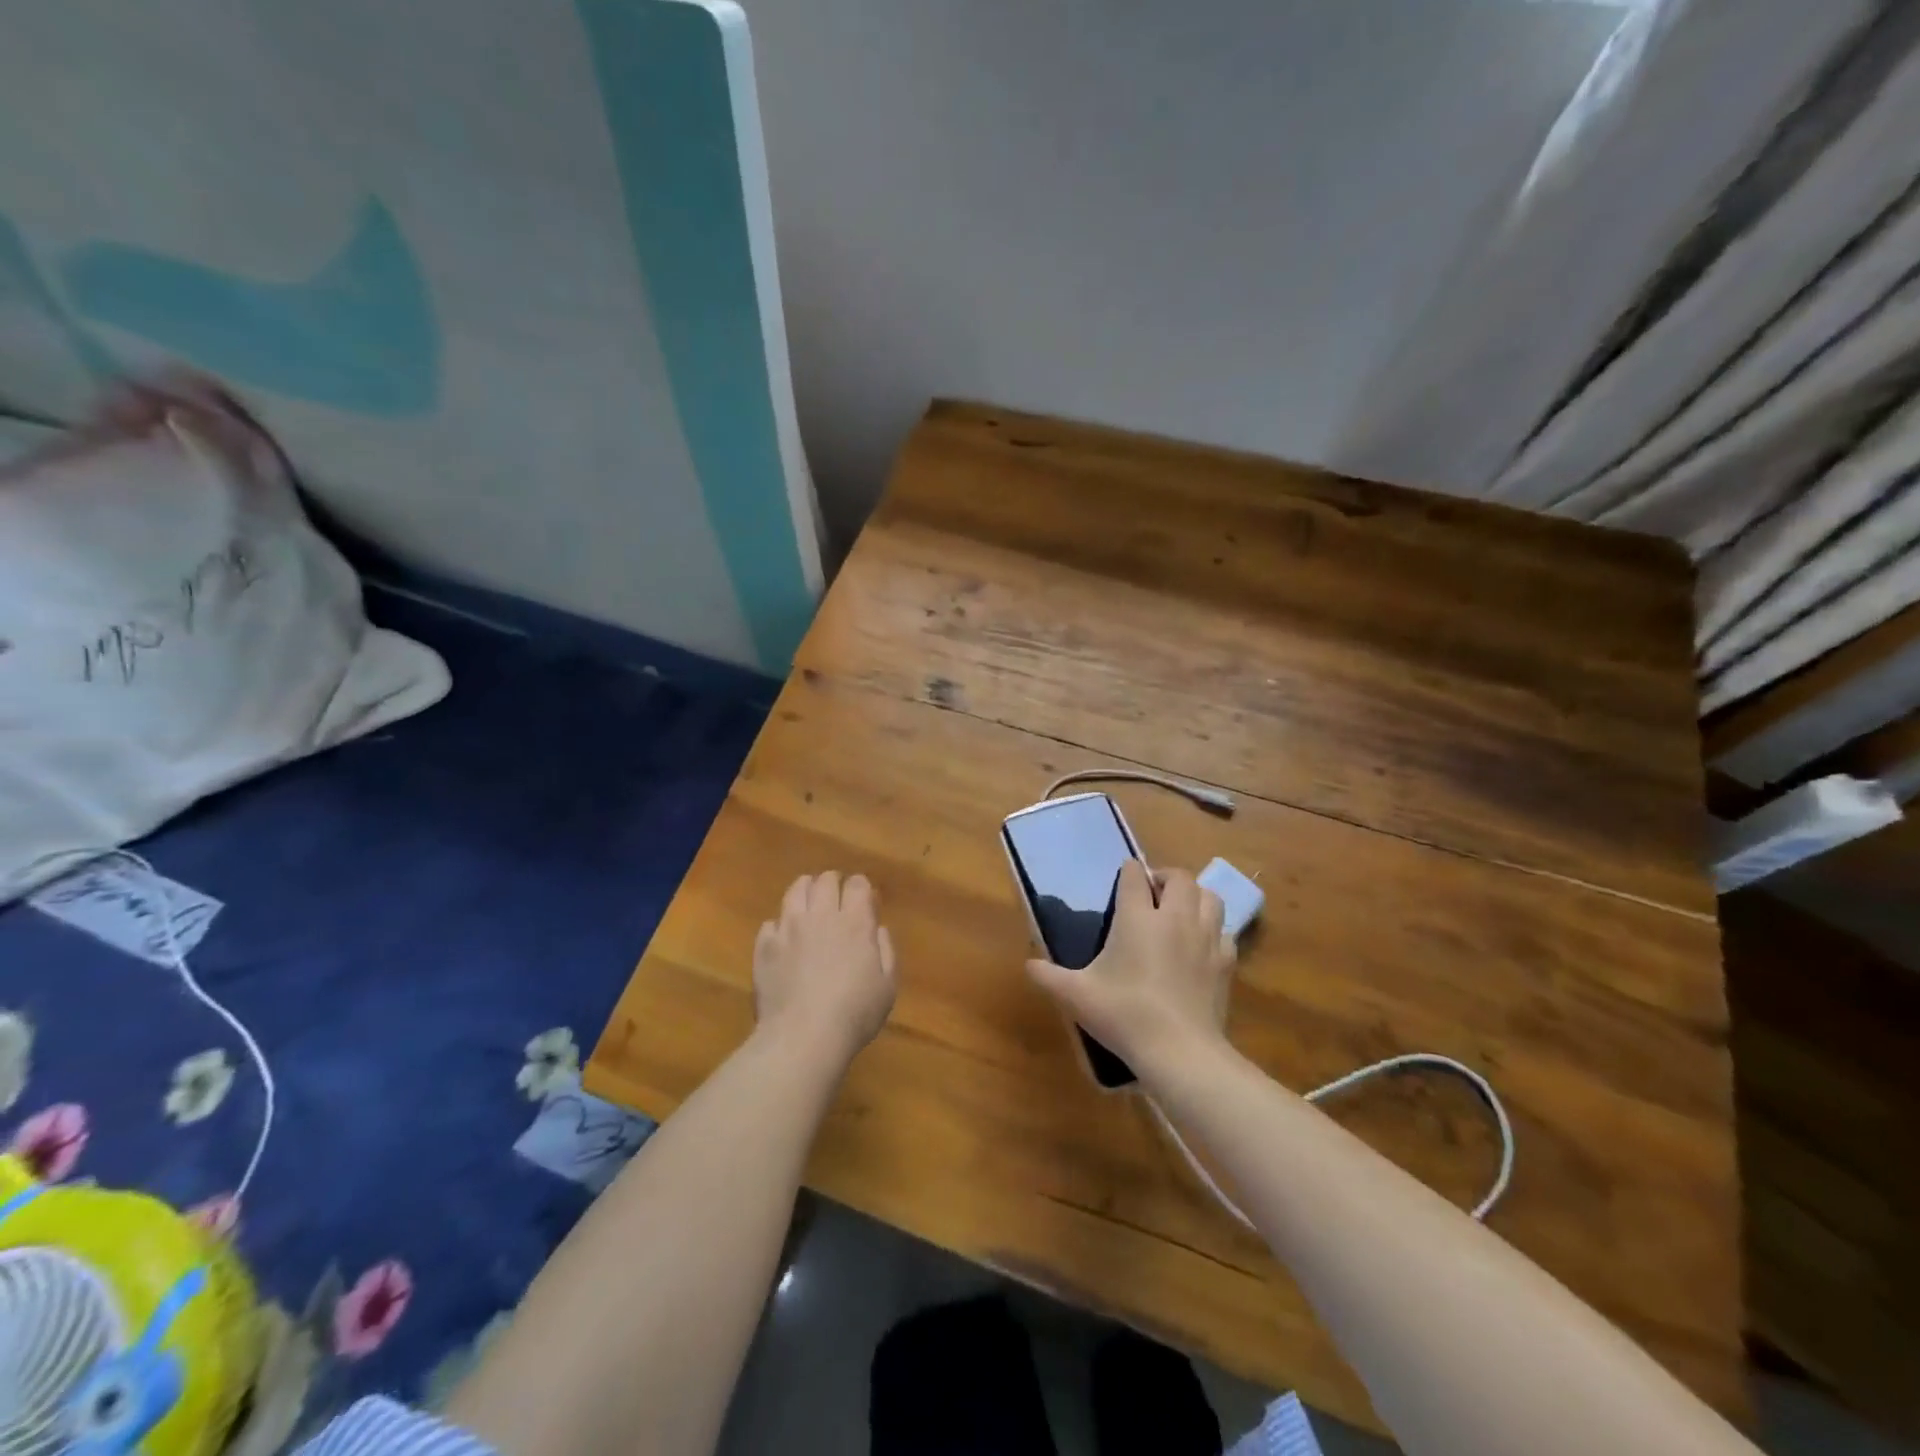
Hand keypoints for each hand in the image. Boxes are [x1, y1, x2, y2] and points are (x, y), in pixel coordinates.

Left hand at [754, 872, 897, 1062]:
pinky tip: (784, 938)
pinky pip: (770, 922)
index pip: (857, 884)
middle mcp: (821, 916)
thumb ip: (886, 951)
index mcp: (855, 922)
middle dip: (833, 883)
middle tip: (836, 898)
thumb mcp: (887, 986)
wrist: (803, 1037)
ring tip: (808, 903)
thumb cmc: (854, 1014)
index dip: (861, 887)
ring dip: (805, 891)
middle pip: (825, 880)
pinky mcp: (764, 946)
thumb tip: (877, 928)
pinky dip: (779, 925)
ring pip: (795, 891)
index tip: (863, 898)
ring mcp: (788, 928)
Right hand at [1027, 860, 1233, 1074]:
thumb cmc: (1124, 1014)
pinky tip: (1200, 944)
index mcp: (1138, 918)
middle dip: (1165, 877)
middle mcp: (1175, 918)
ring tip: (1180, 910)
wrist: (1179, 1051)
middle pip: (1180, 878)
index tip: (1123, 879)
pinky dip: (1213, 929)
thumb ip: (1048, 976)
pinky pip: (1224, 930)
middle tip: (1152, 893)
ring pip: (1210, 897)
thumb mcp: (1076, 995)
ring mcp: (1206, 938)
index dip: (1128, 873)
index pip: (1134, 876)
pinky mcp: (1225, 962)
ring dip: (1195, 896)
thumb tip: (1029, 966)